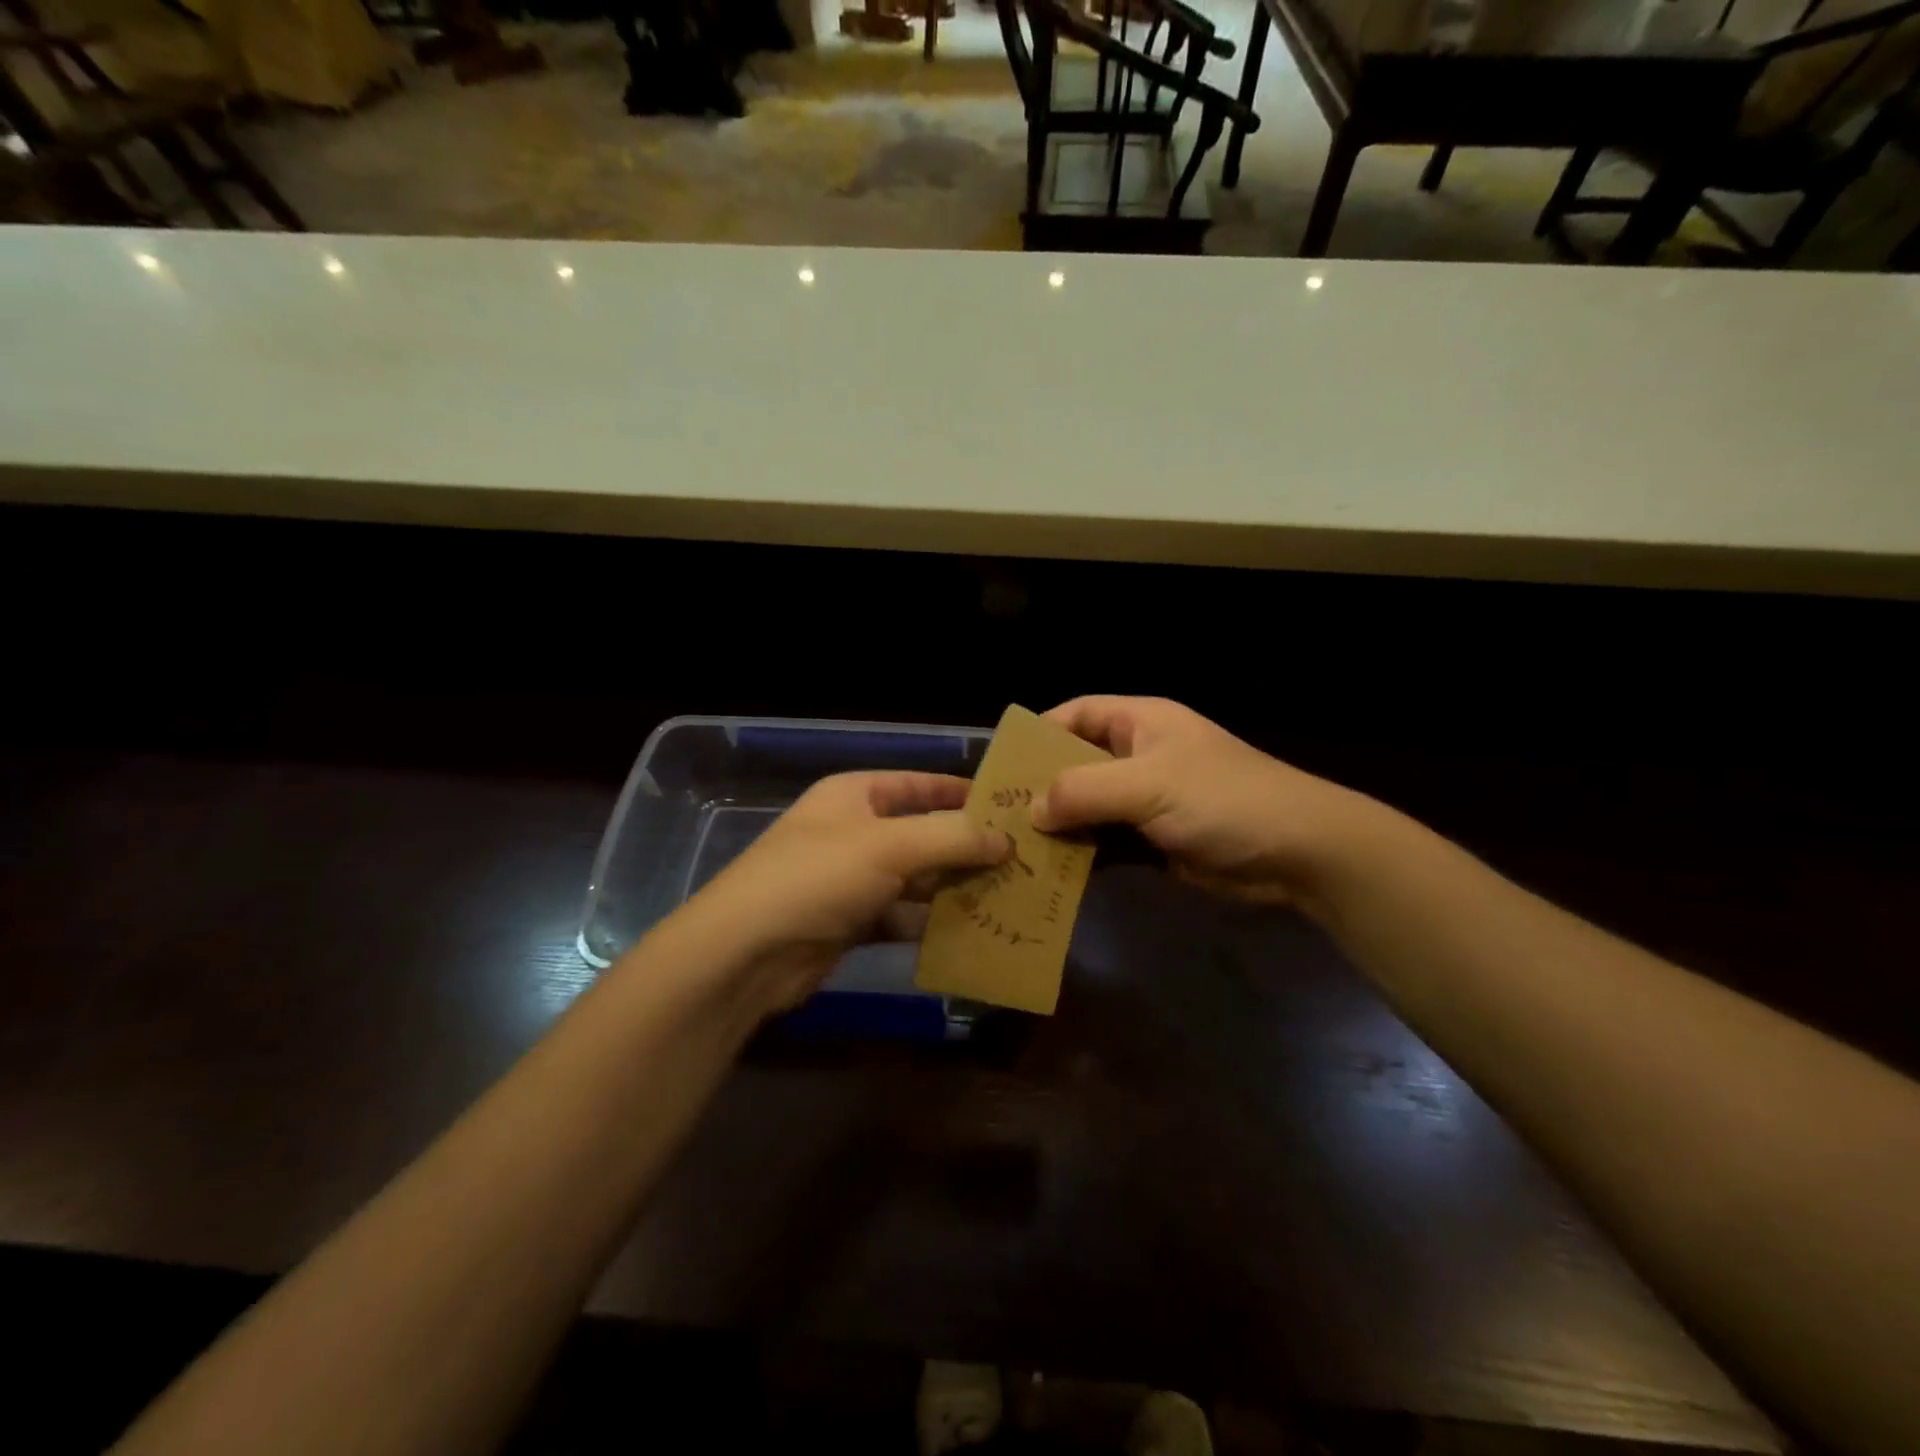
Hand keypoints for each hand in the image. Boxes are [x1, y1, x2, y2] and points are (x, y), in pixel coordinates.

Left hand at [672, 771, 1009, 1013]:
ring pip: (916, 878)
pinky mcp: (851, 922)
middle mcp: (854, 832)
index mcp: (855, 795)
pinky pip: (902, 915)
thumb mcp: (890, 846)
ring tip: (1009, 895)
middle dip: (967, 846)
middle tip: (1022, 859)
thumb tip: (1005, 840)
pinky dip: (931, 922)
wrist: (746, 953)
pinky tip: (972, 930)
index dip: (962, 792)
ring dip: (954, 887)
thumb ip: (951, 837)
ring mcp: (851, 879)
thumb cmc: (818, 877)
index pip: (919, 784)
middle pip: (922, 833)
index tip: (1009, 805)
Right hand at [1033, 696, 1379, 914]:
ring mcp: (1147, 800)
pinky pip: (1106, 841)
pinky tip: (1052, 872)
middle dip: (1040, 787)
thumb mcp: (1149, 785)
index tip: (1001, 764)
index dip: (1039, 733)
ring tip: (1014, 848)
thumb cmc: (1224, 800)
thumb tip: (1030, 809)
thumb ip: (1084, 790)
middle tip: (996, 815)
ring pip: (1088, 807)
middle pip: (1076, 763)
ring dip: (1058, 826)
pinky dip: (1082, 854)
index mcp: (1140, 723)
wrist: (1299, 853)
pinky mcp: (1154, 840)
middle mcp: (1139, 755)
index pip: (1077, 714)